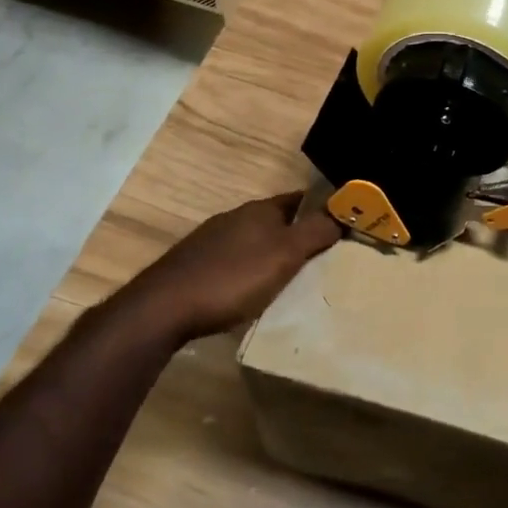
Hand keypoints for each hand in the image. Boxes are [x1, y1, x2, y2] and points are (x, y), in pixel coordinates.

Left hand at [126, 194, 341, 340]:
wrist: (164, 307)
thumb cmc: (233, 277)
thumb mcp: (284, 254)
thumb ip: (315, 232)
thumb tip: (343, 213)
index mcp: (259, 210)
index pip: (299, 200)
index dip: (321, 210)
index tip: (342, 225)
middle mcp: (235, 218)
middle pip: (276, 221)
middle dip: (298, 234)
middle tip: (322, 257)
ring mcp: (212, 241)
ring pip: (254, 241)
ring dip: (272, 254)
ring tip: (291, 278)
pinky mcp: (195, 265)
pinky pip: (234, 261)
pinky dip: (250, 271)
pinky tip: (251, 291)